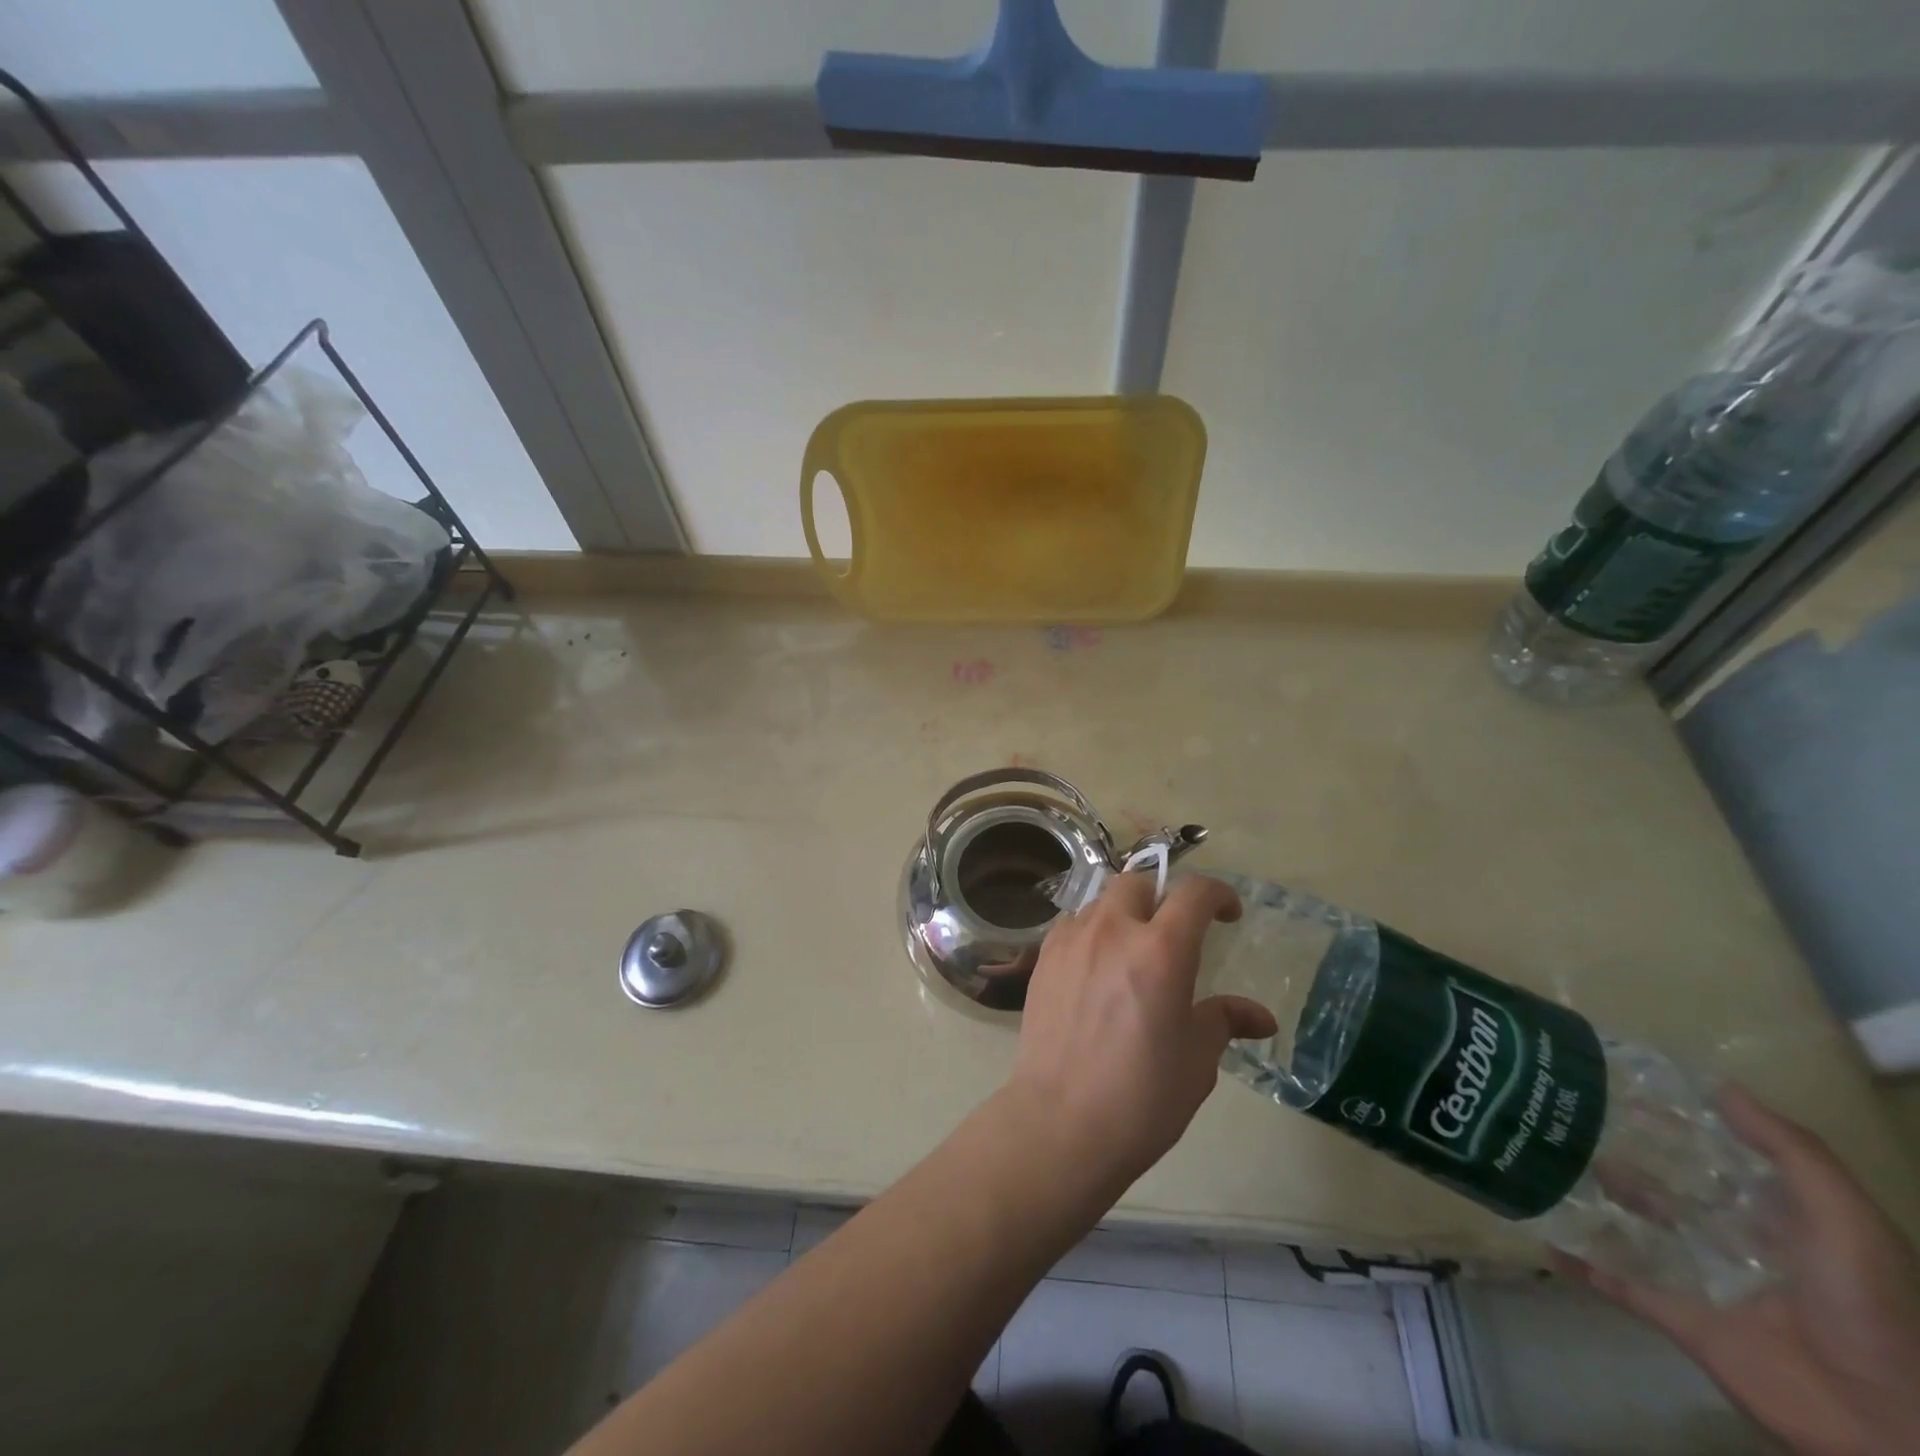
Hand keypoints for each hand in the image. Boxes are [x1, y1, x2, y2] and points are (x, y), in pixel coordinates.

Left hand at [1003, 873, 1277, 1200]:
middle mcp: (1113, 931)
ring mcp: (1071, 940)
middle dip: (1162, 897)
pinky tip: (1096, 965)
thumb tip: (1261, 1017)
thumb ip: (1225, 1021)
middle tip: (1174, 931)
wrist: (1061, 1122)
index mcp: (1161, 950)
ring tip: (1132, 948)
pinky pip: (1071, 924)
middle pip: (1138, 883)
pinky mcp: (1042, 958)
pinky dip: (1090, 930)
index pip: (1194, 892)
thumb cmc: (1142, 1096)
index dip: (1218, 894)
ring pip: (1100, 900)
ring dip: (1123, 912)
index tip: (1228, 913)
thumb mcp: (1197, 1060)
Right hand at [1565, 1087, 1919, 1455]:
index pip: (1708, 1154)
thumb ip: (1792, 1154)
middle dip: (1612, 1152)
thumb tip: (1718, 1087)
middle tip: (1556, 1116)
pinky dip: (1578, 1261)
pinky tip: (1540, 1236)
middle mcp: (1728, 1237)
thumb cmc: (1862, 1308)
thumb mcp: (1849, 1224)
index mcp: (1770, 1215)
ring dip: (1588, 1197)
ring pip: (1628, 1224)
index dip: (1667, 1119)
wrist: (1874, 1423)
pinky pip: (1615, 1280)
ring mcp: (1697, 1276)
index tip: (1613, 1084)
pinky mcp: (1674, 1312)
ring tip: (1536, 1161)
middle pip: (1659, 1184)